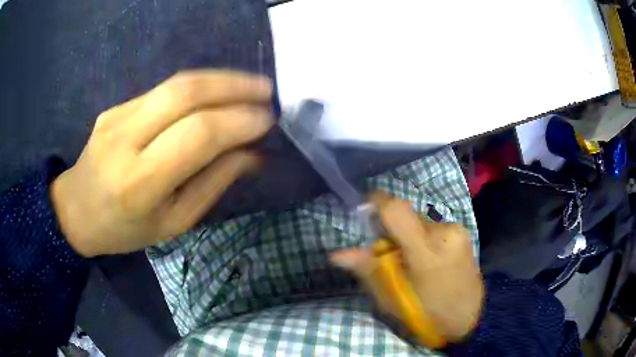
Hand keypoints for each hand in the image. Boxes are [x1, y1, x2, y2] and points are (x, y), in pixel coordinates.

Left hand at [51, 70, 272, 257]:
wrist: (76, 210)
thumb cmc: (125, 229)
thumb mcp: (173, 223)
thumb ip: (213, 184)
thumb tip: (252, 154)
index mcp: (140, 182)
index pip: (198, 135)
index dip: (238, 121)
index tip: (267, 119)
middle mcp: (126, 139)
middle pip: (186, 94)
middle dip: (233, 86)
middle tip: (265, 91)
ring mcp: (117, 116)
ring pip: (175, 83)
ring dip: (219, 79)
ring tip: (249, 85)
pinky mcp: (115, 106)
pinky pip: (162, 90)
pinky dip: (197, 87)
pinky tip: (215, 93)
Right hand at [330, 192, 483, 341]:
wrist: (469, 317)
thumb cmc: (428, 314)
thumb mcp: (393, 298)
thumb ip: (368, 270)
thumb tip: (337, 255)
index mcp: (426, 253)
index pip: (397, 211)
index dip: (376, 202)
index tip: (362, 208)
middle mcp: (444, 232)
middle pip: (406, 216)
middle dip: (391, 230)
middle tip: (388, 256)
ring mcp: (457, 230)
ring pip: (419, 222)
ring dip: (408, 235)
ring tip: (411, 262)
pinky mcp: (463, 231)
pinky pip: (433, 227)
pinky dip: (422, 238)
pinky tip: (427, 260)